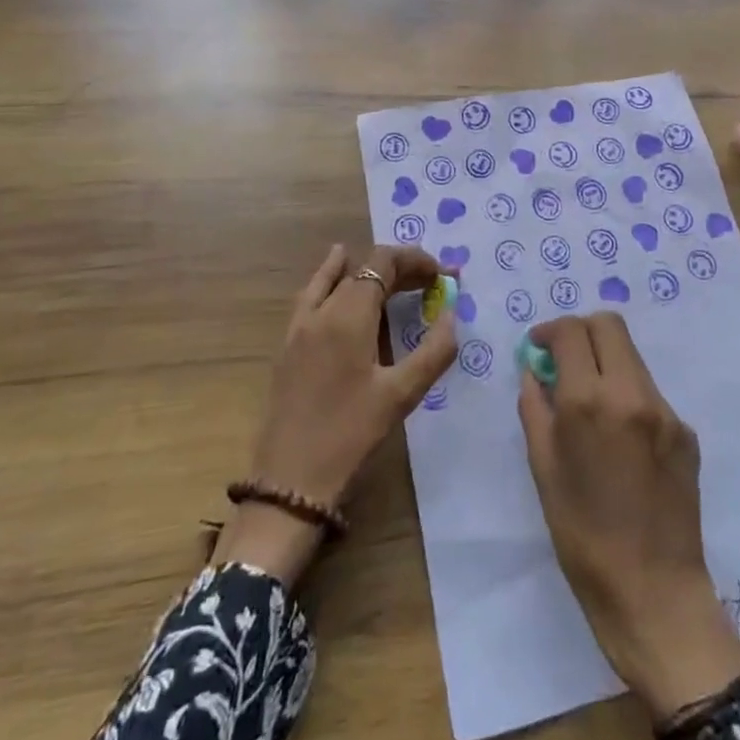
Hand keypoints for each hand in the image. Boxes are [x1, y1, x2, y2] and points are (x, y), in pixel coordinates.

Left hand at [214, 245, 455, 585]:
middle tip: (431, 284)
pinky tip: (339, 283)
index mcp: (349, 315)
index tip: (442, 276)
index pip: (383, 262)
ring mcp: (300, 325)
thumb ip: (433, 350)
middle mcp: (322, 309)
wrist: (290, 480)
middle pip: (362, 268)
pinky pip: (313, 295)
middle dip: (399, 268)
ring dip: (367, 273)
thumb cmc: (350, 435)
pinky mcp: (288, 343)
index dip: (415, 260)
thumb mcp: (402, 395)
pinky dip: (331, 279)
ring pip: (336, 278)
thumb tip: (450, 314)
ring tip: (396, 279)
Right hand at [518, 313, 739, 720]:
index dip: (550, 331)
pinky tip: (620, 441)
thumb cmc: (582, 535)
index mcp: (589, 401)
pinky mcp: (686, 431)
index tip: (539, 348)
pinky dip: (628, 397)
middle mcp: (631, 393)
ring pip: (631, 357)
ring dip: (606, 363)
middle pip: (608, 325)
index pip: (571, 330)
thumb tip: (535, 371)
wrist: (653, 592)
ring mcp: (665, 410)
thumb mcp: (543, 468)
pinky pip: (649, 394)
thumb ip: (535, 407)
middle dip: (581, 332)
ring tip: (590, 403)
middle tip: (565, 361)